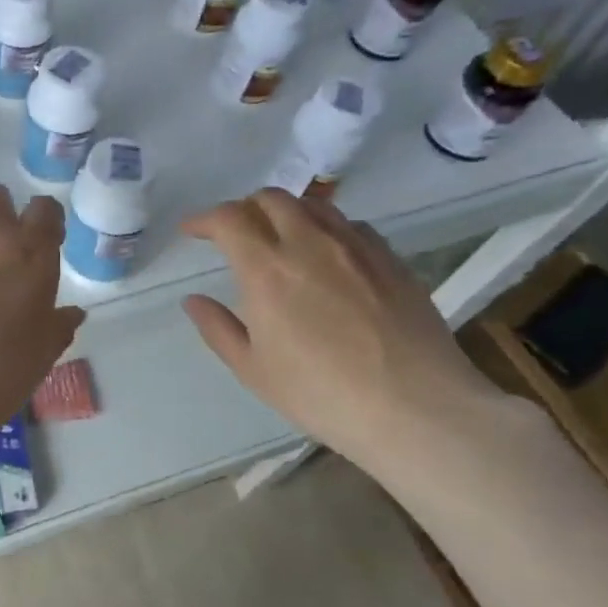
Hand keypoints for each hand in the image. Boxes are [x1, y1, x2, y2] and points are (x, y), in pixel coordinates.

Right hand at [180, 189, 502, 481]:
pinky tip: (327, 255)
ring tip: (278, 238)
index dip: (204, 219)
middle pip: (270, 198)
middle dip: (243, 208)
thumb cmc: (321, 394)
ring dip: (285, 212)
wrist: (416, 408)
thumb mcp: (253, 370)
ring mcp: (355, 247)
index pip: (228, 218)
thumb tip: (194, 300)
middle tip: (233, 233)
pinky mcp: (390, 258)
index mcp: (267, 269)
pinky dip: (325, 228)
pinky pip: (350, 224)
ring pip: (313, 205)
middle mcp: (309, 243)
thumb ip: (218, 328)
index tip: (191, 231)